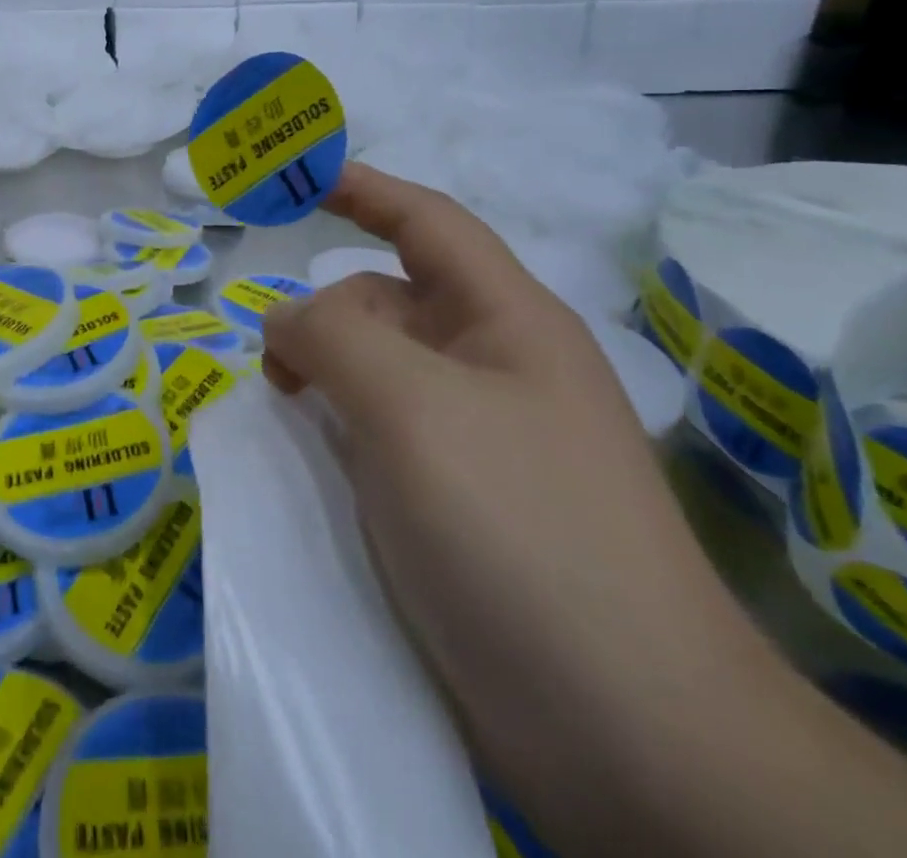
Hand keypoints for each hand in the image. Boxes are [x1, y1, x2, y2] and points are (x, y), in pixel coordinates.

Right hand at [262, 163, 785, 845]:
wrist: (627, 730)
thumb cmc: (519, 527)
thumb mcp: (411, 406)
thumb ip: (333, 336)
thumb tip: (286, 320)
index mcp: (506, 322)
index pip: (427, 223)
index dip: (364, 188)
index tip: (298, 177)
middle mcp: (495, 368)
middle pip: (390, 303)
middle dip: (328, 315)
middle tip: (279, 370)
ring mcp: (479, 440)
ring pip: (380, 372)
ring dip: (327, 375)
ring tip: (291, 414)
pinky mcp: (460, 502)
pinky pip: (381, 434)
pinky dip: (339, 429)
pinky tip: (317, 464)